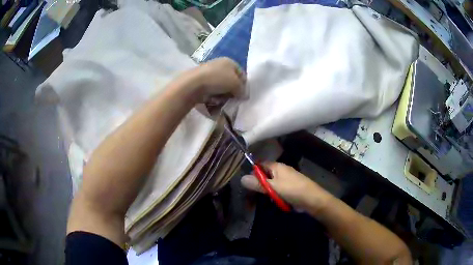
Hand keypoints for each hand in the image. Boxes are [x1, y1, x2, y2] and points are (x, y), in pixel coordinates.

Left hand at [184, 57, 246, 102]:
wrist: (193, 84)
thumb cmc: (218, 80)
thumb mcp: (236, 84)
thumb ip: (242, 90)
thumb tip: (243, 95)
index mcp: (229, 61)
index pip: (242, 74)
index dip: (244, 85)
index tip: (242, 96)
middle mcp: (219, 64)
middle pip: (231, 80)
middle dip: (232, 91)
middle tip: (232, 99)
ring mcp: (209, 72)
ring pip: (221, 86)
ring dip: (223, 95)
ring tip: (221, 101)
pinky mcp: (200, 81)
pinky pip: (211, 90)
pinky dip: (213, 96)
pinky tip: (212, 100)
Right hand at [241, 162, 330, 211]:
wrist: (312, 199)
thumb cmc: (292, 190)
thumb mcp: (273, 187)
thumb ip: (257, 183)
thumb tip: (241, 178)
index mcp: (277, 166)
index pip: (260, 164)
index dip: (253, 172)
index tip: (246, 182)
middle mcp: (281, 170)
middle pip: (265, 175)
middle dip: (259, 184)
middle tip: (253, 195)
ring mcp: (286, 179)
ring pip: (271, 184)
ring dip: (267, 191)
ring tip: (264, 199)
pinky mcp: (289, 188)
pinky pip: (277, 190)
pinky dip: (274, 195)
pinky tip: (274, 200)